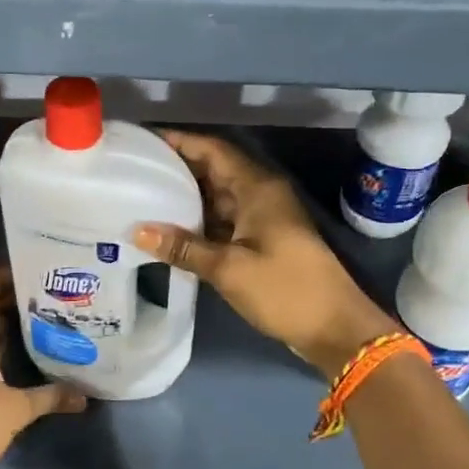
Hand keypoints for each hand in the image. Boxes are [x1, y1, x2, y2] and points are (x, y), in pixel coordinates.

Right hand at [135, 131, 396, 375]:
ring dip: (185, 197)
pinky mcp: (261, 241)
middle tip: (134, 171)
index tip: (144, 142)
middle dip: (177, 168)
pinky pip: (223, 220)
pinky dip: (198, 222)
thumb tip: (137, 231)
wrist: (334, 327)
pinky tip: (169, 230)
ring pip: (217, 197)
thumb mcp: (229, 268)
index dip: (180, 141)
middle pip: (213, 170)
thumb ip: (183, 247)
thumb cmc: (284, 289)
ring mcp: (262, 218)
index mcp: (257, 187)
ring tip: (143, 197)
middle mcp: (260, 194)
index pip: (213, 150)